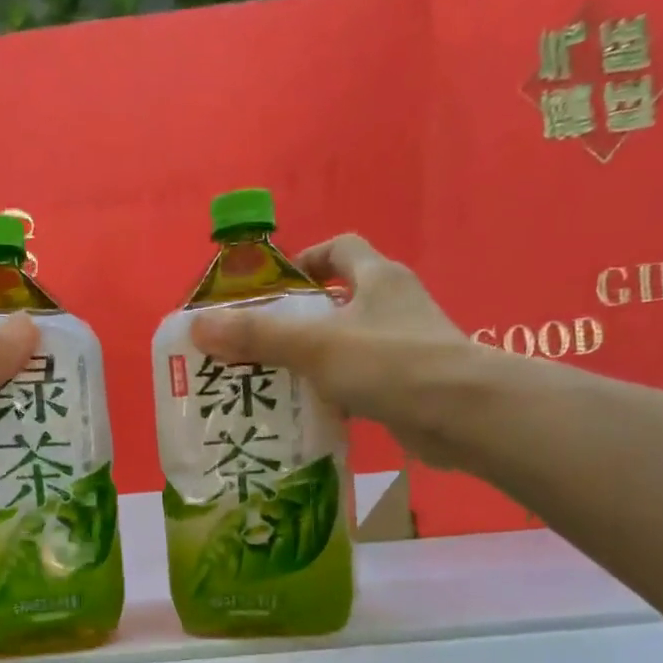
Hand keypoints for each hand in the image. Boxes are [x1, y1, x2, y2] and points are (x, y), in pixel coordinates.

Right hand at [187, 234, 483, 466]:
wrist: (463, 413)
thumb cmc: (390, 363)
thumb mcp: (316, 345)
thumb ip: (259, 335)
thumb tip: (199, 326)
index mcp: (378, 277)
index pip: (341, 248)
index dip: (308, 259)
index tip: (276, 289)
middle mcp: (395, 305)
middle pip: (341, 300)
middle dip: (301, 320)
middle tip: (261, 345)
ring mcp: (407, 345)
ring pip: (350, 344)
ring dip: (316, 360)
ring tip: (275, 383)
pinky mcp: (411, 384)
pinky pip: (363, 380)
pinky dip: (337, 392)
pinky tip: (311, 414)